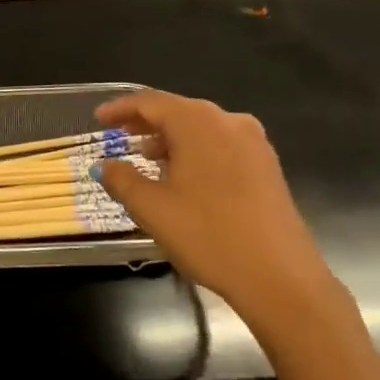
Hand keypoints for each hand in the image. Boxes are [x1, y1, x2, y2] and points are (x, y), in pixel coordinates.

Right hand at [94, 90, 335, 322]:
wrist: (280, 277)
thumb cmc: (208, 234)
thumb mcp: (152, 208)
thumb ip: (122, 179)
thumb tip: (104, 165)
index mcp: (198, 122)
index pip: (151, 102)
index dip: (121, 108)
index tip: (99, 119)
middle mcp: (228, 121)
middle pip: (179, 111)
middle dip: (147, 122)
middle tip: (120, 136)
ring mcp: (254, 143)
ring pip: (202, 129)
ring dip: (172, 139)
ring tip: (148, 158)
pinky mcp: (267, 167)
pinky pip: (222, 146)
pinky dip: (196, 152)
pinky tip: (185, 177)